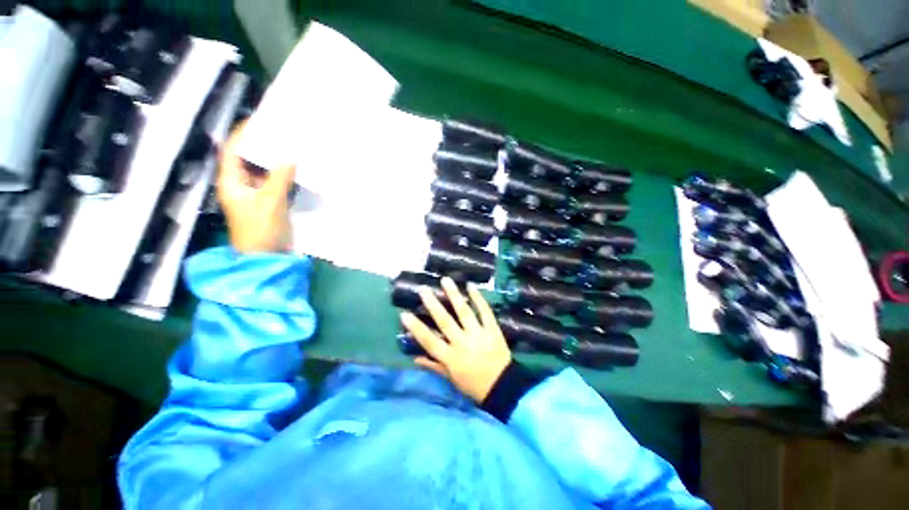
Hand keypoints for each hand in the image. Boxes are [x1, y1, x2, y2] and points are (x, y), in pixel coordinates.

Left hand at [217, 123, 296, 253]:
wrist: (267, 256)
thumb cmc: (261, 230)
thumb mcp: (270, 202)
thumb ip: (279, 179)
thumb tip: (290, 158)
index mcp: (231, 182)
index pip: (231, 151)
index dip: (241, 134)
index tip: (258, 121)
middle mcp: (240, 185)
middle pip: (247, 159)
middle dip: (261, 145)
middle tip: (279, 133)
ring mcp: (255, 194)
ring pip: (263, 171)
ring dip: (274, 160)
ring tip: (290, 147)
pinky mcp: (269, 202)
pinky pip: (275, 183)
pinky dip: (284, 175)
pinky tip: (296, 169)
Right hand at [401, 277, 511, 402]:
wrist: (503, 386)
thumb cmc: (474, 385)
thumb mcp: (451, 379)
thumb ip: (434, 366)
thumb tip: (415, 357)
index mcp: (451, 358)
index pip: (429, 341)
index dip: (416, 328)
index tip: (404, 314)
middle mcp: (463, 343)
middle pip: (445, 321)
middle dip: (433, 305)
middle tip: (424, 289)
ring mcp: (479, 334)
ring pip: (464, 312)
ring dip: (454, 295)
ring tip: (446, 280)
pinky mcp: (492, 330)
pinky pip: (485, 311)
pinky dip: (478, 298)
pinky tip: (471, 286)